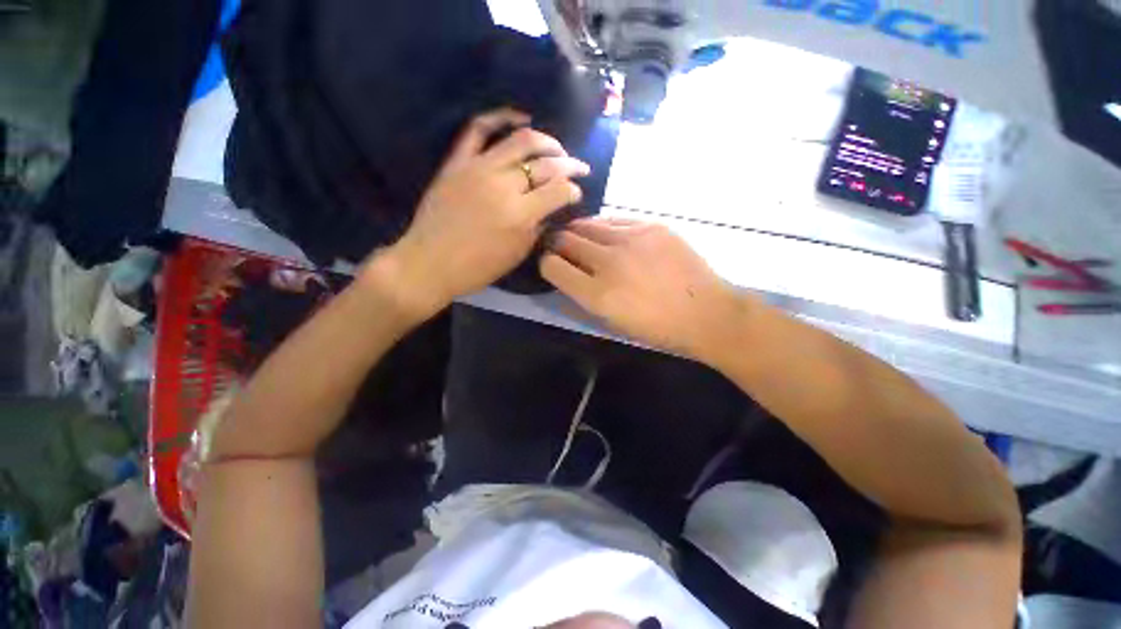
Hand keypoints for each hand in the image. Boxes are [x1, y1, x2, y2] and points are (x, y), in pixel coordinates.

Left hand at [376, 108, 588, 315]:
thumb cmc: (478, 267)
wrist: (430, 262)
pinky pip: (479, 129)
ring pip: (521, 140)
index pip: (559, 190)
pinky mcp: (458, 161)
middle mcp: (504, 185)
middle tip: (579, 168)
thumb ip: (538, 227)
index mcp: (520, 215)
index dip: (574, 190)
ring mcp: (478, 168)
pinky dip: (501, 117)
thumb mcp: (517, 254)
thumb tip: (550, 209)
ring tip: (557, 148)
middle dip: (570, 165)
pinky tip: (520, 118)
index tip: (576, 193)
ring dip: (547, 141)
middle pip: (546, 164)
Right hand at [540, 218, 745, 359]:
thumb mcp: (612, 322)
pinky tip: (608, 235)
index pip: (552, 266)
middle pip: (566, 240)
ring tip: (581, 238)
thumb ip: (584, 296)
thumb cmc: (657, 327)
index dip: (547, 264)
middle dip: (557, 244)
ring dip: (578, 232)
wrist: (706, 312)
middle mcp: (609, 262)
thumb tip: (567, 273)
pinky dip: (604, 227)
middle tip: (560, 247)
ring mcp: (631, 240)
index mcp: (597, 295)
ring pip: (587, 224)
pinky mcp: (651, 226)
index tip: (551, 264)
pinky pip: (614, 219)